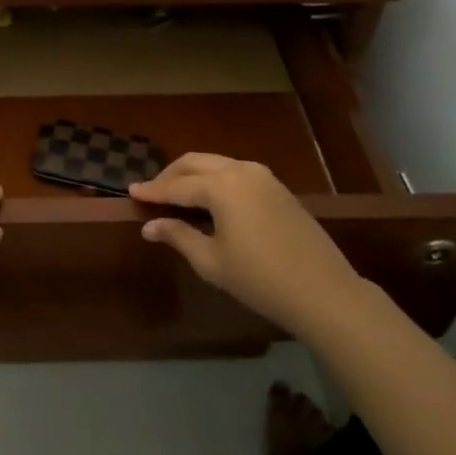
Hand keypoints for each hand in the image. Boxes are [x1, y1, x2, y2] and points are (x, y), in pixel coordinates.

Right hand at [131, 153, 364, 338]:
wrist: (324, 291)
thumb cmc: (260, 279)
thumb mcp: (212, 261)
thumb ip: (178, 236)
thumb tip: (149, 225)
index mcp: (222, 186)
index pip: (177, 185)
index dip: (152, 190)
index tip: (131, 191)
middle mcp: (241, 170)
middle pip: (195, 163)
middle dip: (170, 175)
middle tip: (152, 193)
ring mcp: (263, 176)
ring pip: (217, 164)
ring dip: (193, 175)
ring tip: (177, 196)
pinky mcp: (278, 188)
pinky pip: (236, 173)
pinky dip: (215, 180)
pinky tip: (209, 201)